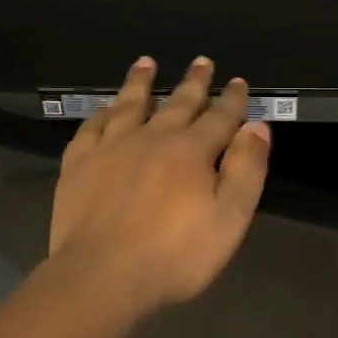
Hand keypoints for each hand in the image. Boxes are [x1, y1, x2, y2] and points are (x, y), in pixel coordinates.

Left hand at [49, 55, 271, 313]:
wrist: (101, 276)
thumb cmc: (174, 255)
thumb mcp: (229, 219)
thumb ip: (246, 170)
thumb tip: (257, 126)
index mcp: (192, 151)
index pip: (219, 117)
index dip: (232, 99)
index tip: (238, 82)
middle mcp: (153, 137)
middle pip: (178, 103)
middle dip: (194, 82)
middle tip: (202, 61)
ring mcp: (112, 147)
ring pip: (130, 104)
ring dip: (141, 82)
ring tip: (146, 62)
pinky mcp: (80, 164)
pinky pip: (91, 128)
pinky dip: (101, 113)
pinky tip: (105, 108)